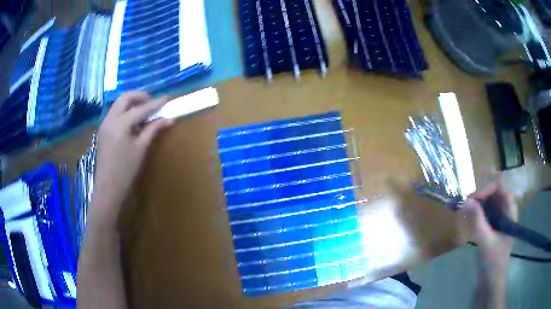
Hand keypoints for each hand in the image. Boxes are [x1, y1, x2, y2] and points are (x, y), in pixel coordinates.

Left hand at [92, 92, 171, 222]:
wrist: (108, 188)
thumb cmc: (125, 171)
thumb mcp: (140, 149)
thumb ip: (152, 130)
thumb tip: (167, 118)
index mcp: (120, 125)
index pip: (140, 109)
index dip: (155, 103)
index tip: (167, 98)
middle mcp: (109, 120)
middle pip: (124, 98)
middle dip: (139, 96)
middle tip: (151, 100)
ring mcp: (104, 124)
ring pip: (118, 104)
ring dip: (131, 103)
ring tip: (143, 111)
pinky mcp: (103, 131)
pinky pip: (114, 113)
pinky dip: (125, 112)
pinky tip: (132, 122)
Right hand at [459, 177, 517, 272]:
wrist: (491, 282)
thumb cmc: (493, 262)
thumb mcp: (486, 242)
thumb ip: (478, 221)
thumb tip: (466, 200)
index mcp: (510, 211)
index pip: (500, 187)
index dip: (487, 188)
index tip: (473, 199)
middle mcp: (506, 210)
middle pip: (495, 192)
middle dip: (481, 194)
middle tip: (467, 204)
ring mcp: (500, 219)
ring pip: (490, 201)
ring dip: (479, 203)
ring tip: (467, 209)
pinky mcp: (494, 227)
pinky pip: (487, 212)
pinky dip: (479, 212)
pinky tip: (470, 218)